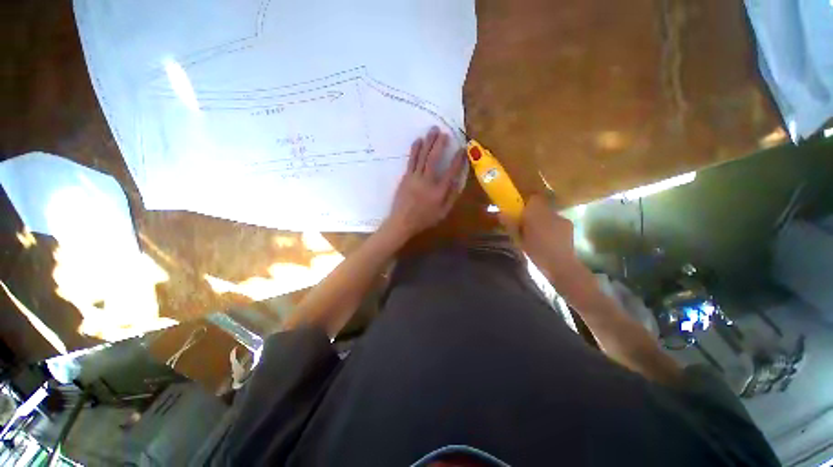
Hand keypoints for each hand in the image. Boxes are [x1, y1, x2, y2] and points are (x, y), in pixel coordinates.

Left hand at [382, 127, 464, 241]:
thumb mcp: (443, 212)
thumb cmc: (424, 219)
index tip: (462, 149)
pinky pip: (411, 160)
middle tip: (445, 132)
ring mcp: (415, 178)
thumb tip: (458, 181)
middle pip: (434, 159)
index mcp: (439, 191)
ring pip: (423, 156)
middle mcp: (428, 181)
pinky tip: (418, 140)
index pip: (451, 172)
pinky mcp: (406, 177)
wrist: (402, 222)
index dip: (458, 159)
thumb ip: (451, 196)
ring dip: (428, 142)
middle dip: (440, 144)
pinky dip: (415, 149)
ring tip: (433, 130)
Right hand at [501, 194, 581, 280]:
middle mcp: (551, 212)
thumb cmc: (536, 252)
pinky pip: (556, 222)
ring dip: (542, 220)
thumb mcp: (518, 239)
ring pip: (548, 214)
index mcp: (536, 214)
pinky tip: (548, 239)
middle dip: (533, 212)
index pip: (533, 198)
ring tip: (537, 234)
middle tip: (525, 224)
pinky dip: (551, 227)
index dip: (526, 202)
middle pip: (540, 205)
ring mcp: (562, 218)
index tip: (519, 211)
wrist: (561, 265)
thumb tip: (501, 214)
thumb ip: (510, 224)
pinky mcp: (569, 226)